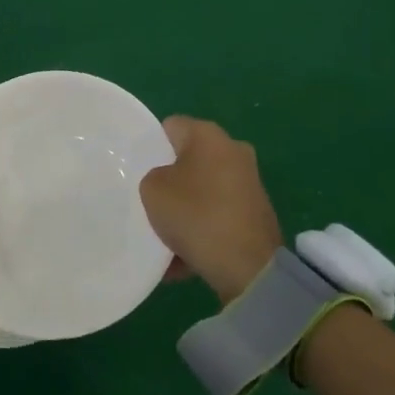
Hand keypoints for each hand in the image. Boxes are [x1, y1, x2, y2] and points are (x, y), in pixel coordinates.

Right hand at [139, 116, 282, 303]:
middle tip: (149, 201)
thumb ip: (152, 176)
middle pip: (188, 160)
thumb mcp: (152, 189)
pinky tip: (182, 258)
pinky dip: (202, 231)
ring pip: (203, 191)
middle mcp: (234, 151)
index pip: (170, 127)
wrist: (248, 267)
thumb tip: (167, 181)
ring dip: (185, 209)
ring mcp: (249, 184)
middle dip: (170, 179)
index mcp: (208, 135)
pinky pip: (217, 217)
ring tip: (164, 236)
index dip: (151, 145)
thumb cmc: (195, 214)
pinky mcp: (255, 215)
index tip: (138, 170)